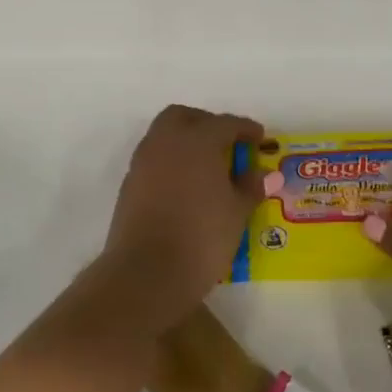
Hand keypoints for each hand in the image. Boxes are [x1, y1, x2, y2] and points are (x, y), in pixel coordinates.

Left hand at [86, 105, 263, 335]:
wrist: (146, 274)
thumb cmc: (201, 238)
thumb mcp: (237, 212)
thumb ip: (250, 187)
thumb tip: (262, 173)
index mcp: (197, 141)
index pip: (225, 124)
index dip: (245, 128)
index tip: (259, 138)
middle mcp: (166, 143)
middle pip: (184, 117)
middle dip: (207, 123)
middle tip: (227, 144)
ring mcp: (143, 163)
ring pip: (164, 136)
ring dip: (185, 142)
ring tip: (208, 167)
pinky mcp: (129, 185)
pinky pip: (154, 159)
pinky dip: (171, 162)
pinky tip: (186, 186)